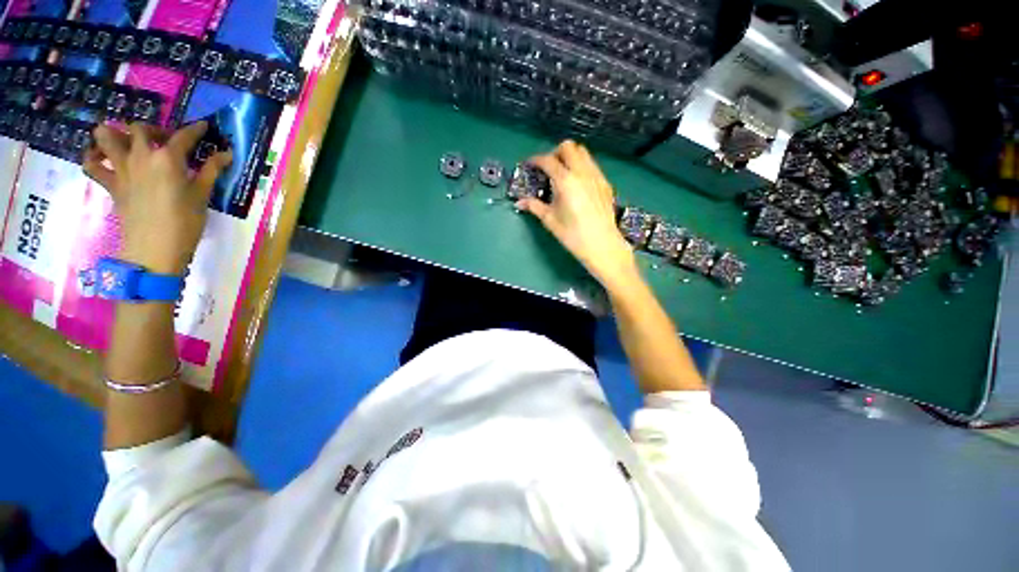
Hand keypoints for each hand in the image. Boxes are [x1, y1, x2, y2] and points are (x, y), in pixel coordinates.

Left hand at [83, 122, 231, 274]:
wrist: (155, 248)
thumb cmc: (185, 222)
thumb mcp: (203, 196)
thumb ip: (212, 171)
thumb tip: (226, 154)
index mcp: (168, 158)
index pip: (183, 136)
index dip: (195, 129)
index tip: (203, 126)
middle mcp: (141, 156)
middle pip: (140, 128)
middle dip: (154, 129)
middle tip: (164, 140)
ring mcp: (121, 168)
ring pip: (105, 136)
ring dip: (114, 133)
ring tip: (126, 142)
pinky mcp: (110, 183)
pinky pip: (91, 164)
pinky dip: (94, 157)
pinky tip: (103, 159)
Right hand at [518, 140, 637, 288]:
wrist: (602, 244)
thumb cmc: (572, 235)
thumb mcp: (550, 220)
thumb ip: (534, 207)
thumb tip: (519, 202)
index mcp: (566, 181)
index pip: (548, 160)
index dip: (536, 160)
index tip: (530, 165)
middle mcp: (582, 172)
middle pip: (568, 147)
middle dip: (555, 153)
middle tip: (548, 168)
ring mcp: (596, 176)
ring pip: (583, 153)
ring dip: (570, 157)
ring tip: (563, 174)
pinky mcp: (605, 183)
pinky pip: (592, 165)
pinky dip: (582, 166)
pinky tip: (577, 184)